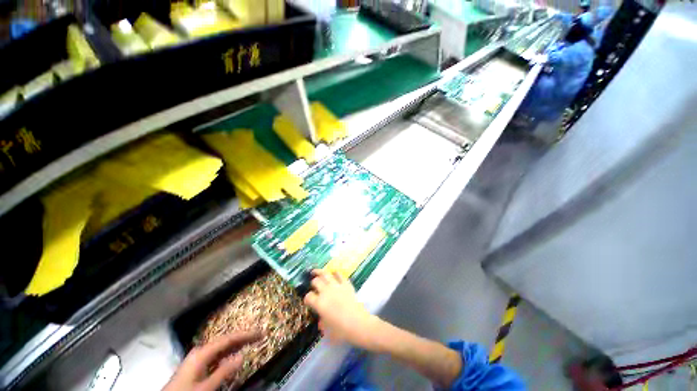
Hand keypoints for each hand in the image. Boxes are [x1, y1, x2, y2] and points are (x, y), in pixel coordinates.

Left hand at [163, 331, 261, 390]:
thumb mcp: (206, 387)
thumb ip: (223, 372)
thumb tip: (242, 355)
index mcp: (202, 353)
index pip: (228, 339)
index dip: (245, 334)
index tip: (260, 332)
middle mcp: (200, 351)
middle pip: (225, 340)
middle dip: (242, 337)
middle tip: (258, 335)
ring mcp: (197, 359)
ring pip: (221, 348)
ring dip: (236, 345)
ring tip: (250, 342)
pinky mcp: (196, 367)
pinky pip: (216, 356)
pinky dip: (227, 354)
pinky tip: (233, 356)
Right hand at [303, 269, 380, 350]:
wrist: (358, 323)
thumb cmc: (341, 331)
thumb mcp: (327, 331)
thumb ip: (322, 323)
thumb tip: (321, 320)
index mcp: (319, 303)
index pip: (308, 296)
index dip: (307, 298)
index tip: (308, 301)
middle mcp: (326, 292)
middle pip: (316, 281)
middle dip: (313, 283)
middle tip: (313, 285)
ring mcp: (336, 286)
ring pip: (325, 274)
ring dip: (320, 272)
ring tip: (316, 271)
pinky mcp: (346, 284)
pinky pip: (339, 274)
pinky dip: (335, 273)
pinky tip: (333, 272)